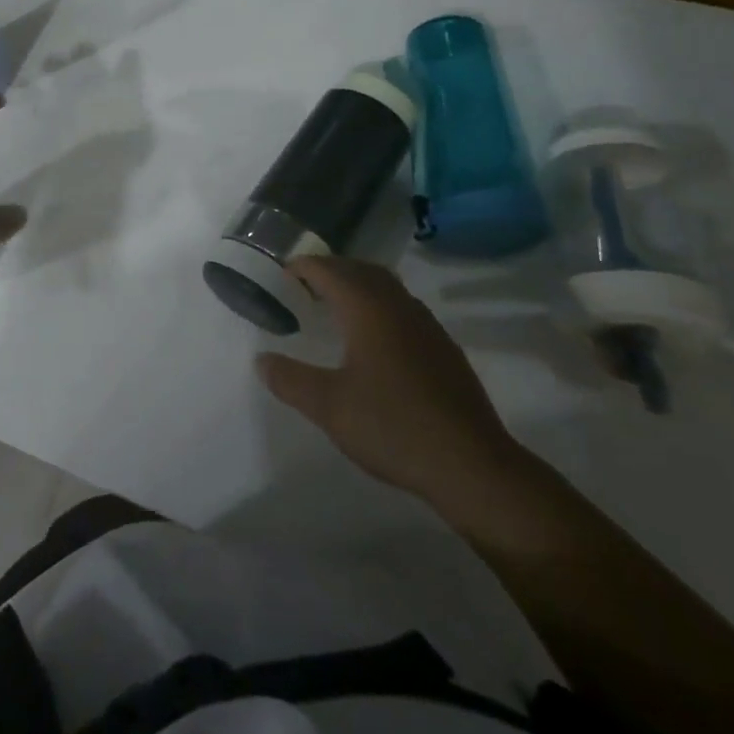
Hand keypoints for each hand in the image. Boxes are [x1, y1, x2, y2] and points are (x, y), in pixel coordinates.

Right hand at [258, 256, 529, 510]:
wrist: (472, 466)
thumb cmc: (393, 427)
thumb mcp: (328, 407)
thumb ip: (290, 380)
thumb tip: (262, 360)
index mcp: (368, 309)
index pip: (329, 270)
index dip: (303, 267)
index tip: (281, 273)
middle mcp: (399, 307)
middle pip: (361, 270)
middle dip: (331, 270)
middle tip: (304, 284)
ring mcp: (427, 327)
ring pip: (387, 288)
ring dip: (358, 285)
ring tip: (335, 306)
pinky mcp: (444, 350)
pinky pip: (404, 309)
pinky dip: (380, 306)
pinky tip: (374, 340)